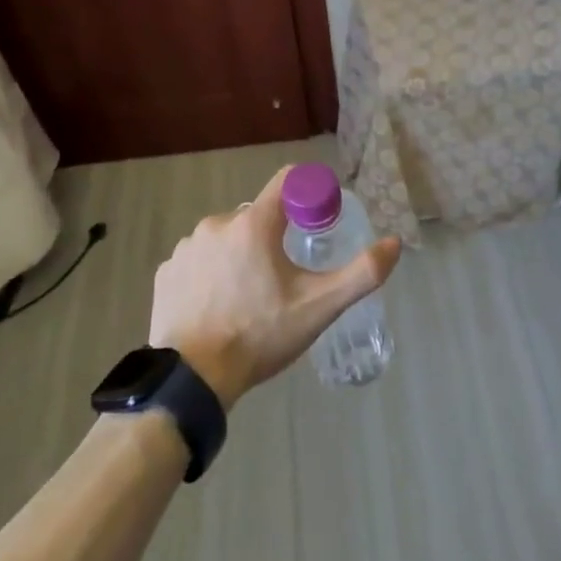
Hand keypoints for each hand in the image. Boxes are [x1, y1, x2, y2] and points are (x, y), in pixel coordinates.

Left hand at [149, 166, 401, 408]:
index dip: (308, 192)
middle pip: (257, 215)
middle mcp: (217, 223)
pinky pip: (199, 259)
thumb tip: (394, 244)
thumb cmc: (260, 335)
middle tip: (284, 277)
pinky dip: (212, 272)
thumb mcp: (319, 307)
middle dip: (274, 236)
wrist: (193, 379)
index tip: (318, 218)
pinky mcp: (166, 271)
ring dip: (240, 254)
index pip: (287, 181)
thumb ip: (362, 273)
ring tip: (249, 296)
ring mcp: (186, 247)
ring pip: (226, 237)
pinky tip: (218, 303)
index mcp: (254, 224)